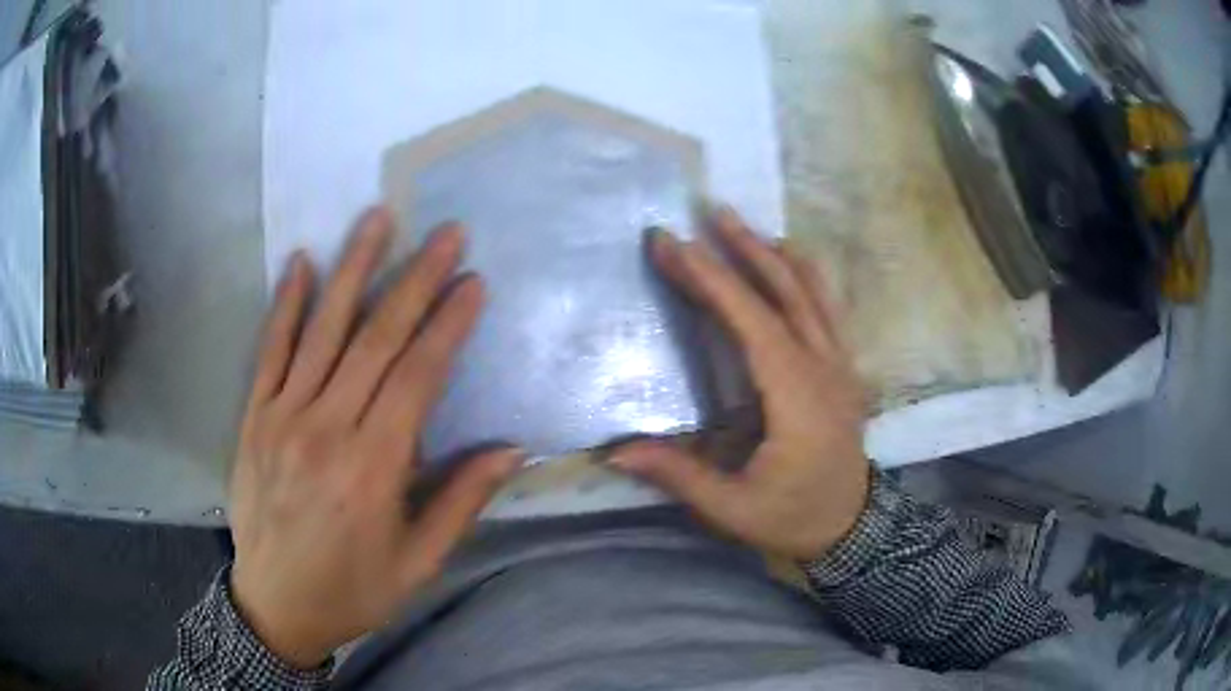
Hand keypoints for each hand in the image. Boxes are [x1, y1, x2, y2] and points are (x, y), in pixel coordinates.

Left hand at [229, 210, 520, 668]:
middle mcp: (327, 429)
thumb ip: (460, 503)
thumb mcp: (417, 563)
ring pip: (322, 330)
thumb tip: (510, 451)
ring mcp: (283, 417)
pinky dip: (286, 303)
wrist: (275, 606)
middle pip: (376, 339)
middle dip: (416, 280)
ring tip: (378, 218)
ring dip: (354, 269)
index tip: (473, 283)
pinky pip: (270, 350)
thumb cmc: (352, 590)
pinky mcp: (254, 417)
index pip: (418, 377)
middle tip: (446, 234)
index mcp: (373, 468)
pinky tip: (301, 261)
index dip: (448, 326)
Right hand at [610, 207, 869, 561]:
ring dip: (776, 255)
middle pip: (785, 294)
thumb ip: (680, 476)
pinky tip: (790, 259)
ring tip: (744, 226)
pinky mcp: (844, 369)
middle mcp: (824, 369)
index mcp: (797, 398)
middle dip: (743, 250)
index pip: (752, 323)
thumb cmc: (793, 518)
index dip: (711, 281)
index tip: (675, 245)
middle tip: (709, 213)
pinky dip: (806, 276)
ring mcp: (841, 365)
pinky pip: (828, 308)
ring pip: (812, 294)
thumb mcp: (734, 509)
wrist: (852, 528)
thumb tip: (616, 452)